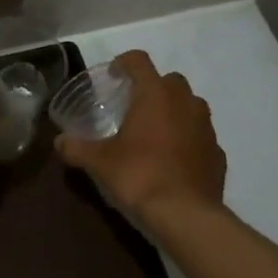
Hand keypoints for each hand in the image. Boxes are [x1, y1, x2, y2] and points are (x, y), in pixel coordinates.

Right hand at [57, 50, 224, 224]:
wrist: (186, 216)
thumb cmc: (139, 176)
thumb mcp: (99, 162)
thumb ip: (76, 148)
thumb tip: (59, 142)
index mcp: (154, 94)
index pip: (139, 61)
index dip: (124, 63)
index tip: (113, 75)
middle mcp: (184, 102)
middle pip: (170, 80)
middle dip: (153, 88)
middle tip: (135, 107)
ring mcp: (206, 127)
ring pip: (191, 106)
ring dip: (175, 111)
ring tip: (156, 132)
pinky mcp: (217, 153)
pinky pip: (201, 136)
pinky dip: (189, 140)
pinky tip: (174, 159)